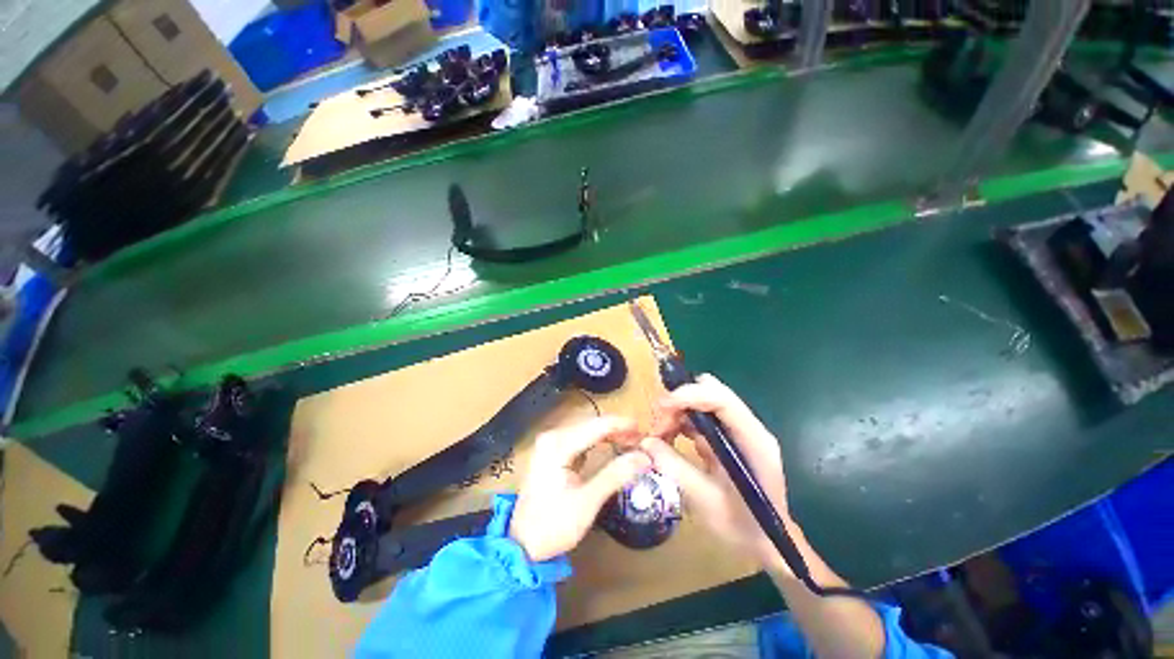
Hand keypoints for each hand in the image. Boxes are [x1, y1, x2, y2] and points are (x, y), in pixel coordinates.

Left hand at [509, 416, 651, 560]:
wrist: (521, 544)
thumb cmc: (552, 525)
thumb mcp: (587, 502)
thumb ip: (615, 475)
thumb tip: (644, 458)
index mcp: (558, 444)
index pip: (597, 425)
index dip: (622, 425)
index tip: (644, 430)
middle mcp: (553, 436)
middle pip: (591, 424)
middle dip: (617, 429)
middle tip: (640, 440)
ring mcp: (550, 443)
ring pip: (586, 430)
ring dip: (609, 434)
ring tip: (631, 442)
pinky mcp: (552, 452)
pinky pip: (580, 439)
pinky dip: (598, 441)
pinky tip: (611, 447)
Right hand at [642, 374, 791, 573]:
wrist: (767, 544)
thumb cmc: (742, 528)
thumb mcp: (705, 502)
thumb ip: (675, 468)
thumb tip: (645, 442)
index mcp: (753, 441)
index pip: (722, 399)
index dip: (689, 395)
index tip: (661, 407)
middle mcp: (748, 427)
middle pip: (711, 392)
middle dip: (679, 402)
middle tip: (658, 426)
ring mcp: (738, 430)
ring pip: (702, 401)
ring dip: (677, 412)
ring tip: (660, 436)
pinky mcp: (728, 436)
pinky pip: (700, 417)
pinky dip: (681, 422)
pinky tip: (670, 440)